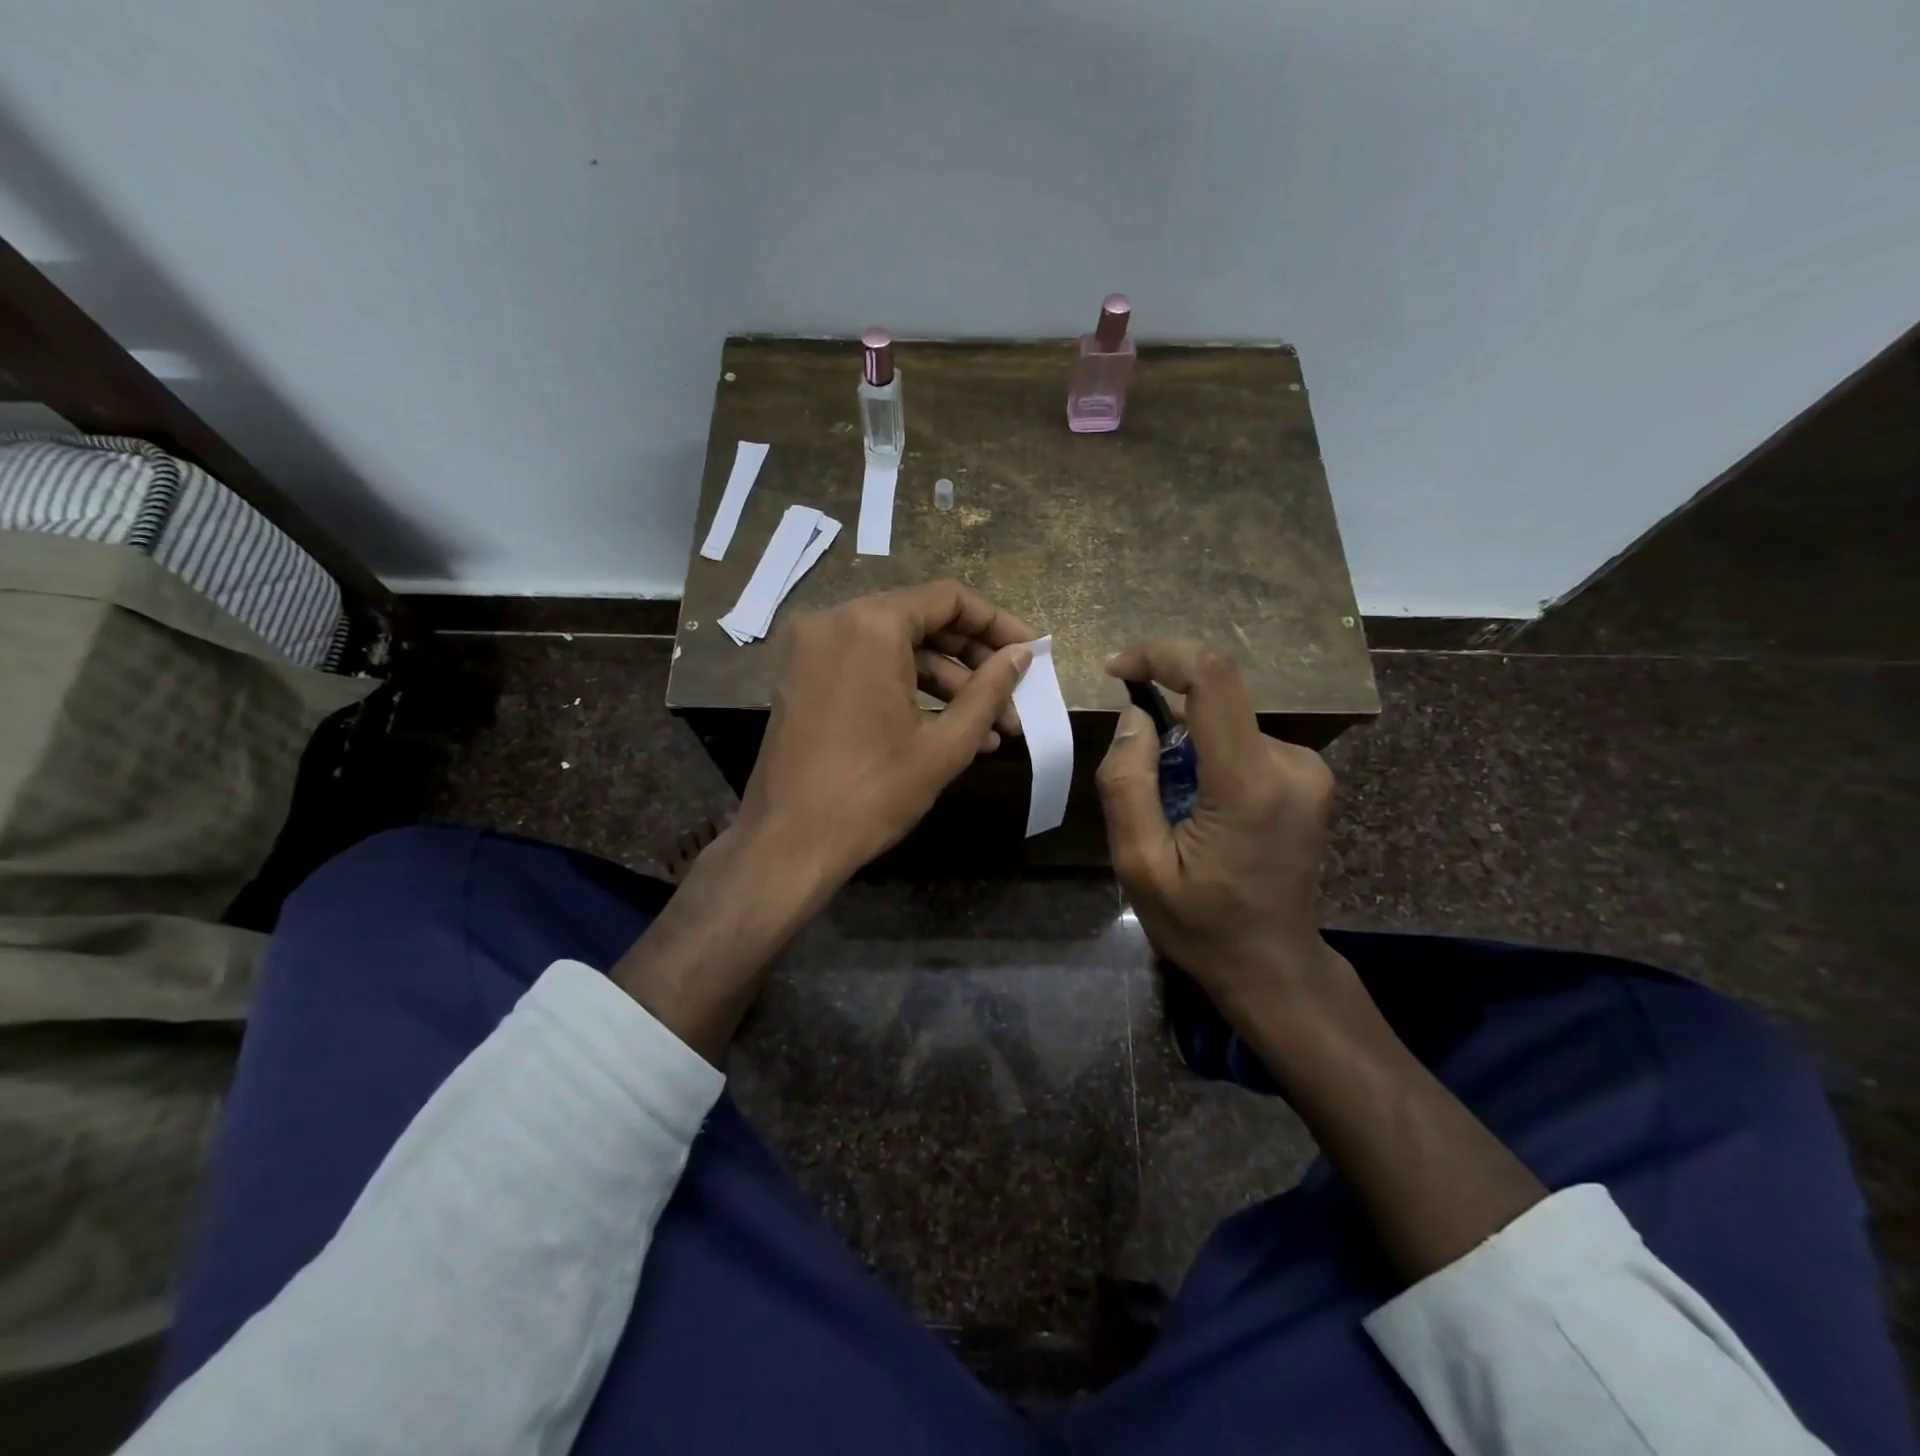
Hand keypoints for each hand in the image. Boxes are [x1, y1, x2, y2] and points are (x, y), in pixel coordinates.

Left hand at [615, 580, 1034, 1060]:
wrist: (787, 844)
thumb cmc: (872, 793)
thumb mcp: (944, 745)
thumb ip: (989, 691)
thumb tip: (1021, 656)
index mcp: (870, 624)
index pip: (948, 599)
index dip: (996, 623)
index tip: (1030, 652)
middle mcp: (835, 620)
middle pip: (922, 621)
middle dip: (974, 663)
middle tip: (1014, 699)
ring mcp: (812, 649)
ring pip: (896, 649)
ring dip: (946, 685)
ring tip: (992, 730)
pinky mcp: (803, 677)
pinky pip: (868, 668)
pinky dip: (908, 690)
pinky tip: (950, 730)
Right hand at [1096, 639, 1356, 1026]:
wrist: (1275, 967)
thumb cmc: (1202, 925)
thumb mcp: (1139, 865)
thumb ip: (1128, 784)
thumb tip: (1136, 716)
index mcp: (1249, 783)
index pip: (1214, 677)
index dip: (1162, 654)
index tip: (1117, 669)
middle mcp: (1291, 763)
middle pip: (1214, 703)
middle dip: (1165, 727)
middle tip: (1144, 790)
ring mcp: (1307, 770)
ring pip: (1225, 724)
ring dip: (1186, 750)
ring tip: (1174, 814)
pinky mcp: (1308, 778)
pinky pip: (1243, 743)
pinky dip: (1209, 760)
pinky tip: (1201, 813)